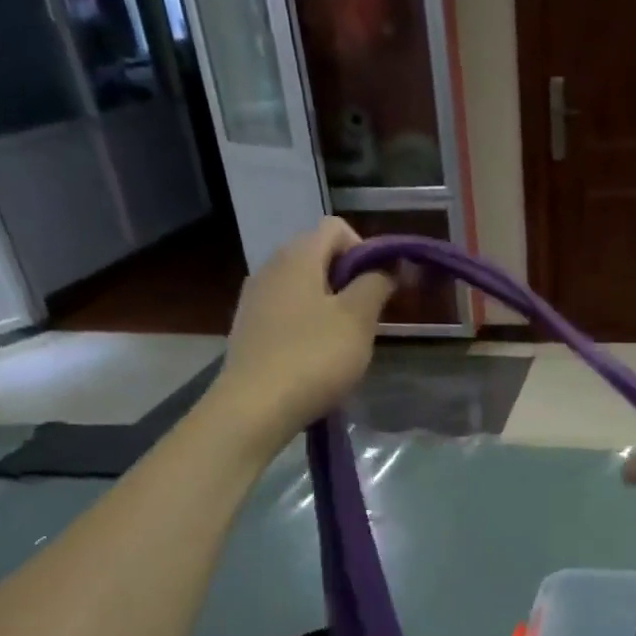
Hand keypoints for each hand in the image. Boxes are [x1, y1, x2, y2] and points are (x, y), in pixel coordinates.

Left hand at [216, 219, 393, 436]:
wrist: (254, 407)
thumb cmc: (314, 357)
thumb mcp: (358, 319)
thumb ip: (376, 283)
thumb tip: (387, 266)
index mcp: (297, 255)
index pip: (336, 227)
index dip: (365, 250)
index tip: (379, 288)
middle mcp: (270, 267)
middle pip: (318, 256)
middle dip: (349, 281)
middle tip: (366, 320)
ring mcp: (254, 299)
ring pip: (303, 287)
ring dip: (329, 306)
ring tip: (342, 344)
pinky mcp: (248, 329)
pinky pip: (286, 312)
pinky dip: (306, 326)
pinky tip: (314, 359)